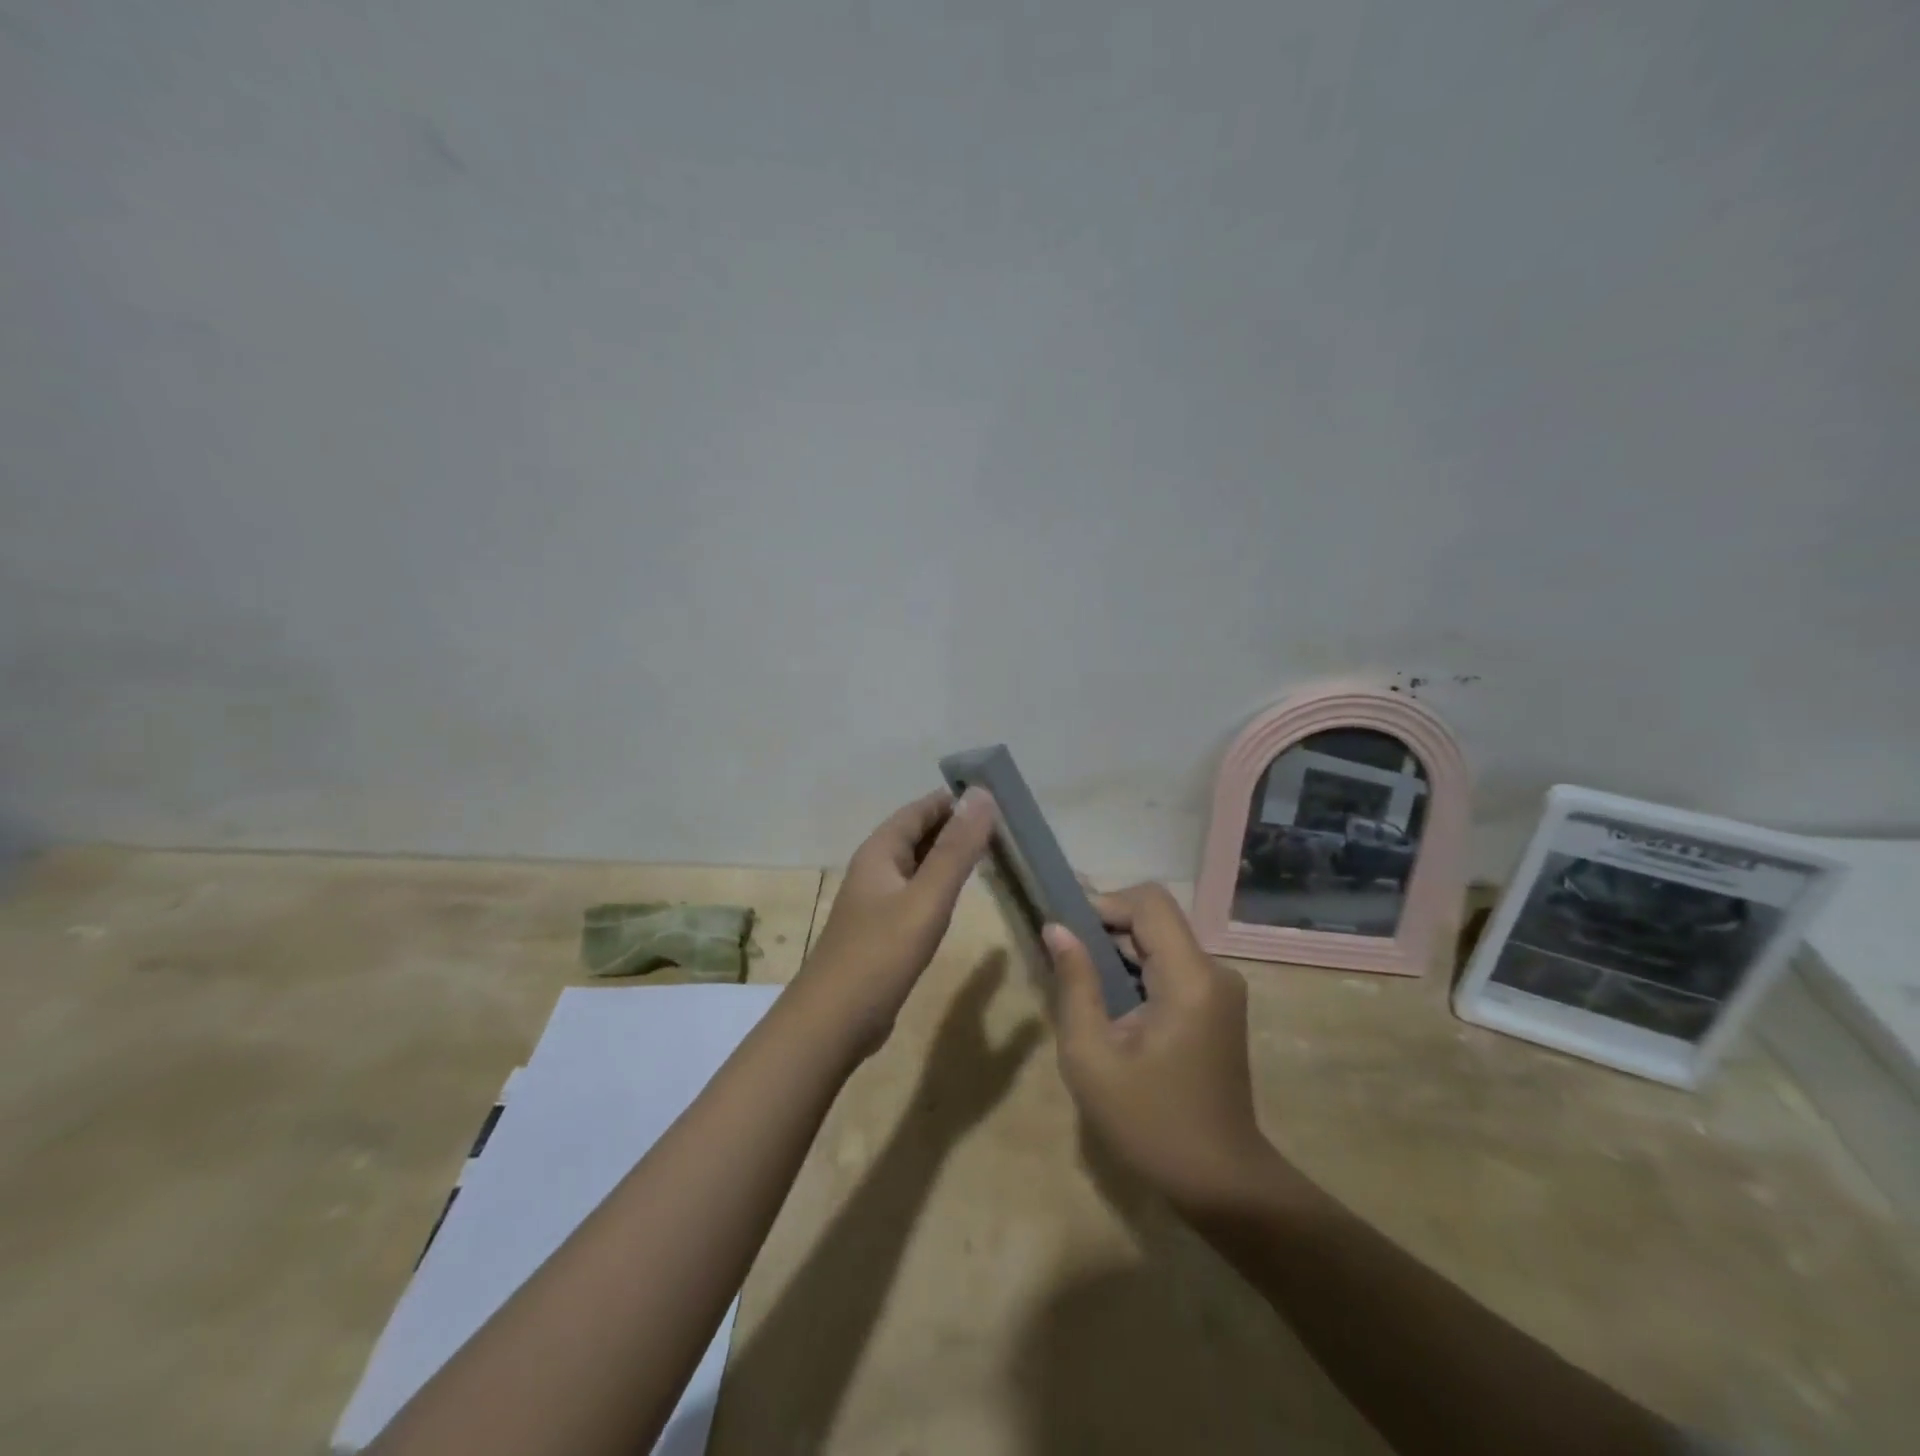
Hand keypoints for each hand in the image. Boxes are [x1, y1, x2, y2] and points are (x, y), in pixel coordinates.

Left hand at [795, 788, 996, 1057]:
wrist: (833, 1021)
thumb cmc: (880, 954)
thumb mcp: (926, 898)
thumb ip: (956, 849)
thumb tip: (981, 794)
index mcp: (880, 851)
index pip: (921, 809)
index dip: (955, 800)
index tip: (997, 797)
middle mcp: (875, 868)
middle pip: (918, 833)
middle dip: (956, 825)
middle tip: (1004, 826)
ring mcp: (876, 900)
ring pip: (918, 864)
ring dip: (949, 855)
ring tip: (991, 853)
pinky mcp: (882, 929)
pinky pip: (915, 892)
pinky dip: (939, 884)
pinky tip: (959, 895)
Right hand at [1046, 883, 1278, 1212]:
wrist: (1222, 1183)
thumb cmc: (1151, 1125)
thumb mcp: (1092, 1058)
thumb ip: (1074, 985)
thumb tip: (1056, 929)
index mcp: (1190, 978)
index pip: (1149, 901)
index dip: (1104, 904)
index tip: (1068, 934)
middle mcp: (1214, 971)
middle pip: (1156, 919)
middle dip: (1106, 930)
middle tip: (1065, 963)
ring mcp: (1222, 988)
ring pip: (1162, 942)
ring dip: (1120, 953)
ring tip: (1083, 988)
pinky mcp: (1218, 1006)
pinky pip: (1172, 966)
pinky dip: (1138, 972)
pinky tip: (1113, 1007)